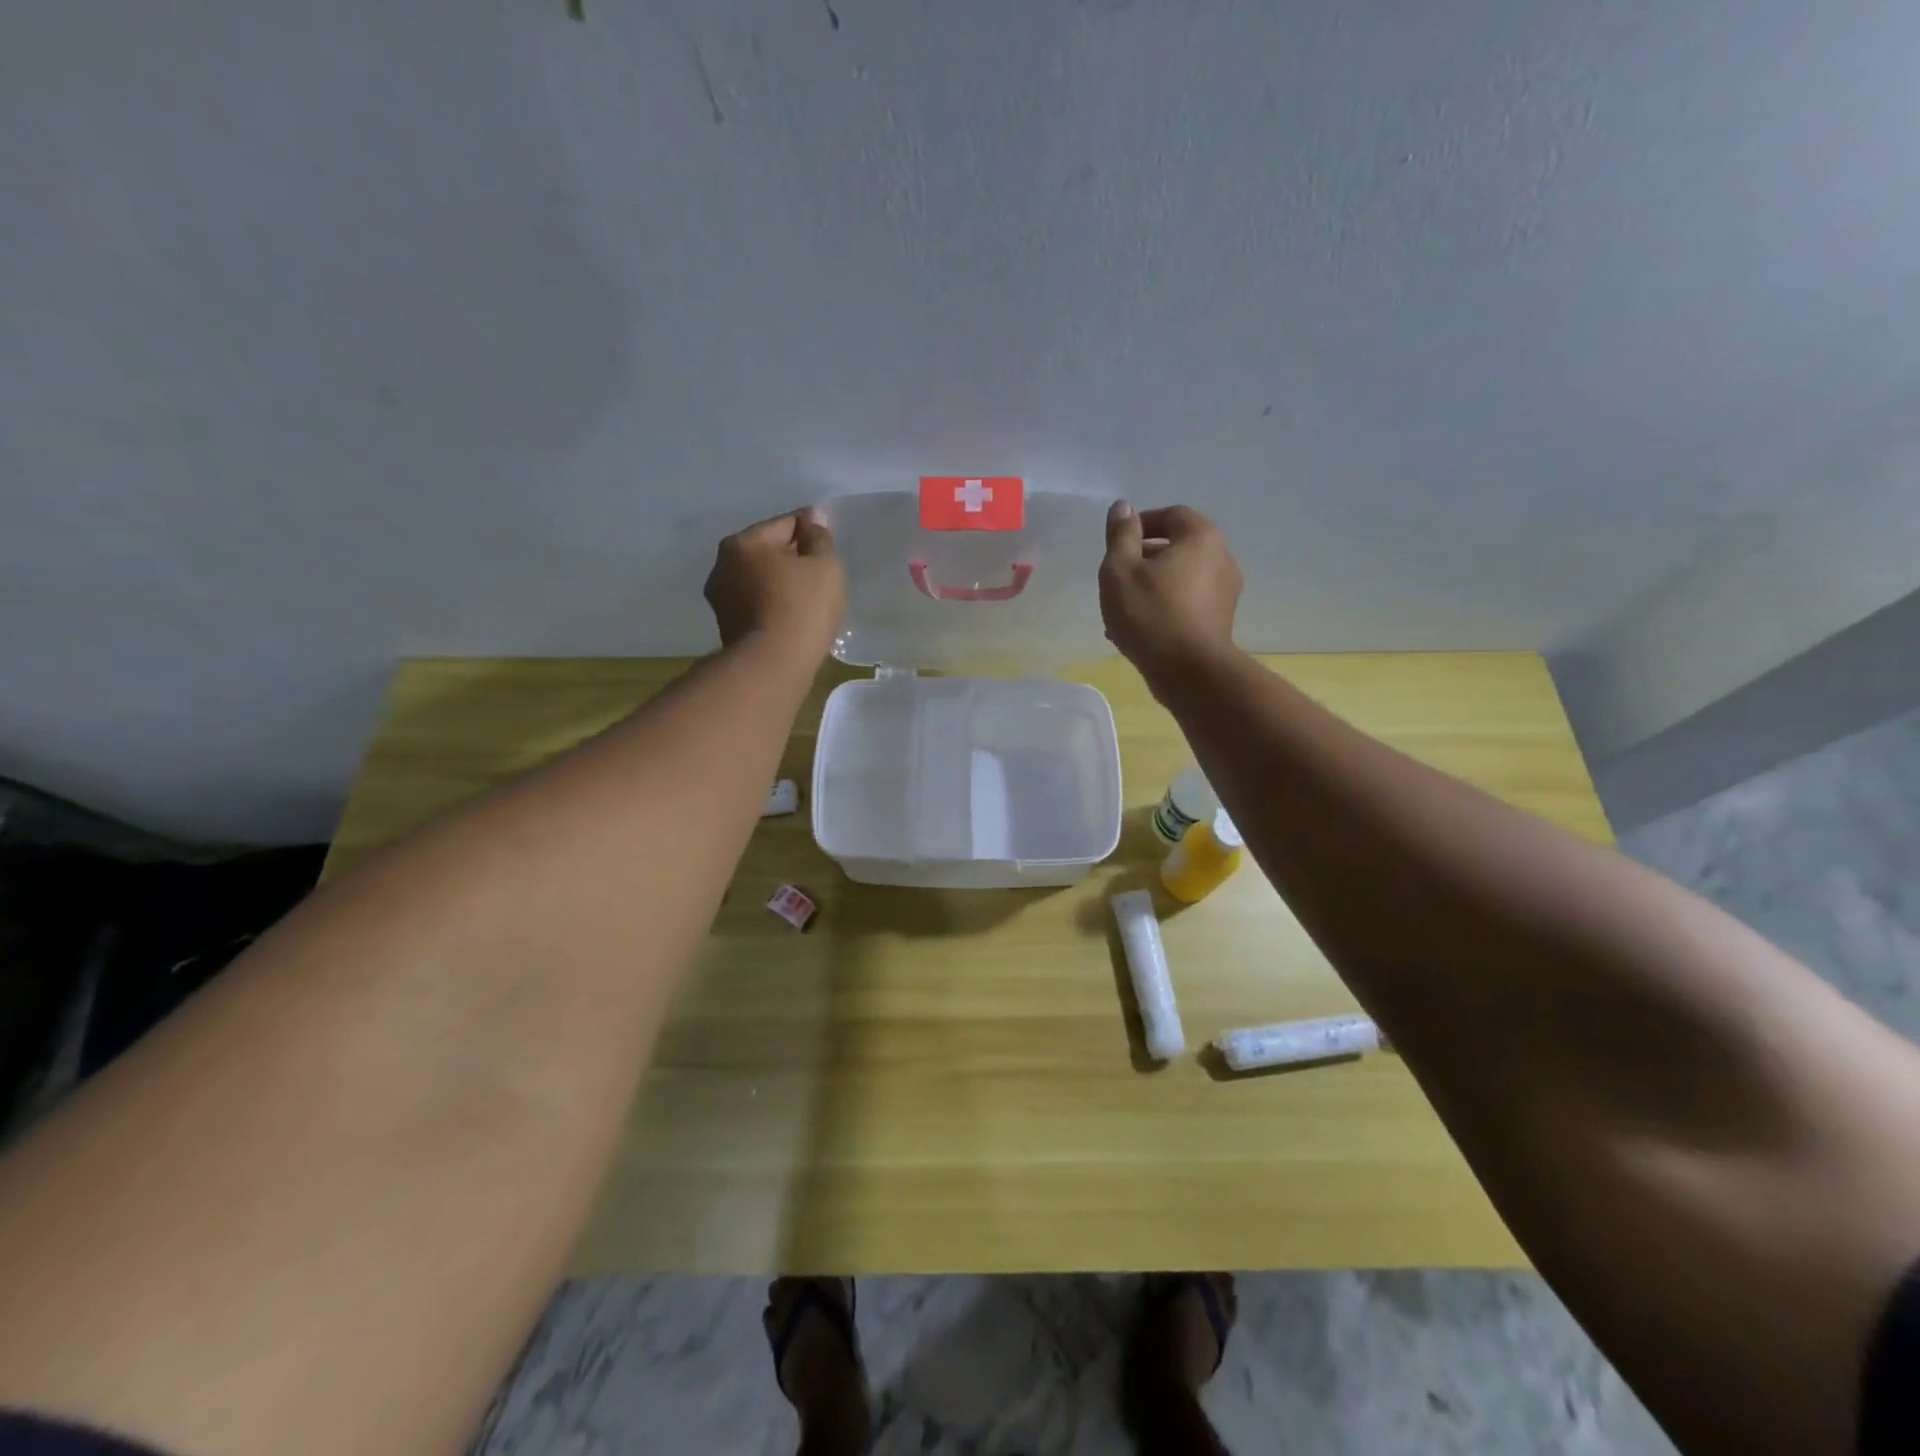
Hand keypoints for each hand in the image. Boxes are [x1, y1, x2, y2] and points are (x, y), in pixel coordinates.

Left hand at [704, 507, 846, 659]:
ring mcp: (721, 599)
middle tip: (821, 574)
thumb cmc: (802, 607)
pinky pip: (757, 604)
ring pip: (760, 579)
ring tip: (808, 598)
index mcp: (744, 542)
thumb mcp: (824, 566)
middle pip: (768, 551)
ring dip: (780, 582)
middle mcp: (723, 565)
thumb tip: (812, 518)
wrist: (773, 665)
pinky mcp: (727, 627)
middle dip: (792, 557)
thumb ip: (819, 537)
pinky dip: (773, 605)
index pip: (786, 523)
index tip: (829, 543)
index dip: (811, 530)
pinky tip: (792, 617)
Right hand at [1099, 502, 1242, 676]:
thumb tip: (1123, 507)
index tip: (1117, 545)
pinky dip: (1166, 605)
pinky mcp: (1221, 620)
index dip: (1141, 524)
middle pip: (1178, 546)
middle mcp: (1221, 558)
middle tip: (1117, 578)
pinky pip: (1188, 602)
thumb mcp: (1120, 570)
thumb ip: (1120, 535)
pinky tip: (1142, 628)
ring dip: (1153, 585)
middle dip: (1145, 558)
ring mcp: (1226, 592)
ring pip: (1181, 577)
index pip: (1171, 515)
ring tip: (1124, 609)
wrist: (1189, 672)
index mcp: (1200, 537)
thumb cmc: (1150, 614)